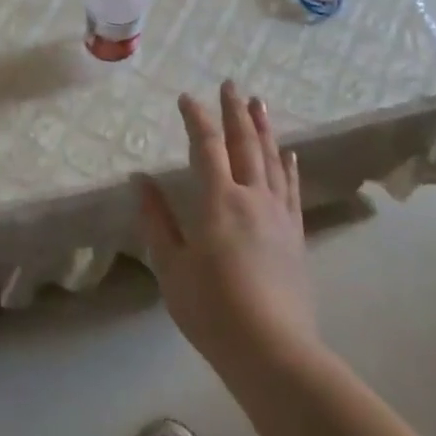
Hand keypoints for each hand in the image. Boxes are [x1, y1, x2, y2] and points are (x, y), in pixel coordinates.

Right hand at [138, 81, 317, 372]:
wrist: (273, 352)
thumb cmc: (212, 309)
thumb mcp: (171, 266)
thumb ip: (157, 219)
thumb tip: (140, 179)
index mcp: (219, 202)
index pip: (206, 148)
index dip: (196, 118)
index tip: (186, 96)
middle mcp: (253, 198)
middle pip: (244, 144)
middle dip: (235, 111)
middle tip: (231, 83)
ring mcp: (279, 216)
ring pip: (272, 160)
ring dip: (264, 129)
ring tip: (260, 103)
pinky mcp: (295, 235)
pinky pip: (291, 189)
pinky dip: (289, 166)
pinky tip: (289, 153)